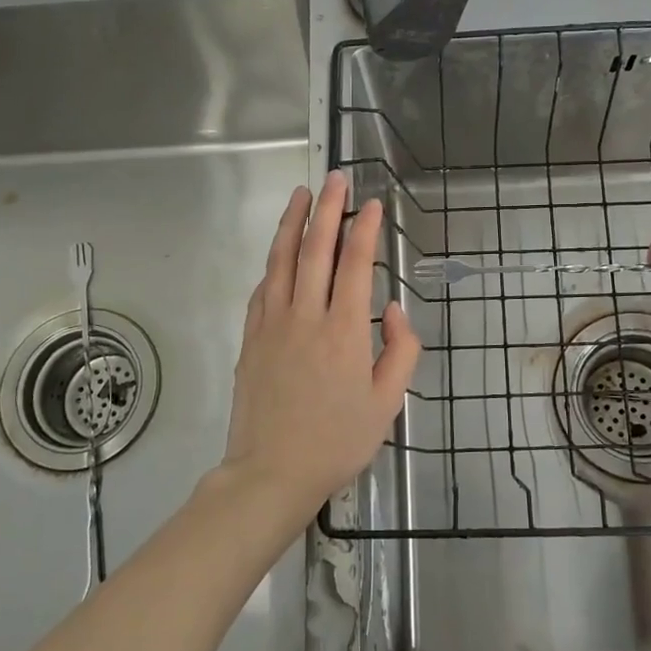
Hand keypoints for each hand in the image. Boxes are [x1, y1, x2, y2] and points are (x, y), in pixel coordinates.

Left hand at [223, 170, 420, 510]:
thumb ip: (400, 350)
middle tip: (336, 179)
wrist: (272, 472)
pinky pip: (262, 289)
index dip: (364, 229)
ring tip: (301, 194)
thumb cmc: (337, 441)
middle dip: (328, 209)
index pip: (354, 265)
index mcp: (343, 331)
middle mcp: (305, 317)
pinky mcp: (250, 338)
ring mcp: (272, 324)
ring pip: (281, 261)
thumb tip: (395, 309)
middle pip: (315, 249)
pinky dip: (273, 263)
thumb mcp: (387, 403)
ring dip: (292, 223)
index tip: (372, 204)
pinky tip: (279, 253)